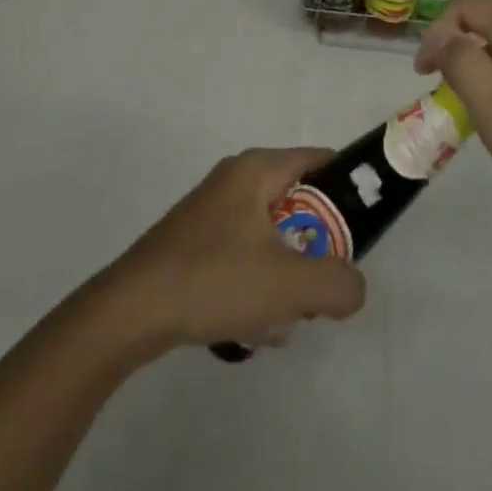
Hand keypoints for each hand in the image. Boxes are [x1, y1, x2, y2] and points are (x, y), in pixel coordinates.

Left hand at [99, 148, 367, 352]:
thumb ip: (338, 284)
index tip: (361, 231)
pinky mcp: (195, 242)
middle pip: (298, 206)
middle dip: (312, 253)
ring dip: (283, 280)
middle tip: (315, 291)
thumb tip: (353, 287)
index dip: (348, 190)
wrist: (130, 312)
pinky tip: (248, 329)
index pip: (320, 161)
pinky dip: (255, 288)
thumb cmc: (214, 280)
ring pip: (272, 239)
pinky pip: (244, 257)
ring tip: (277, 321)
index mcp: (258, 169)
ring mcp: (211, 211)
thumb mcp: (289, 285)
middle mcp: (236, 179)